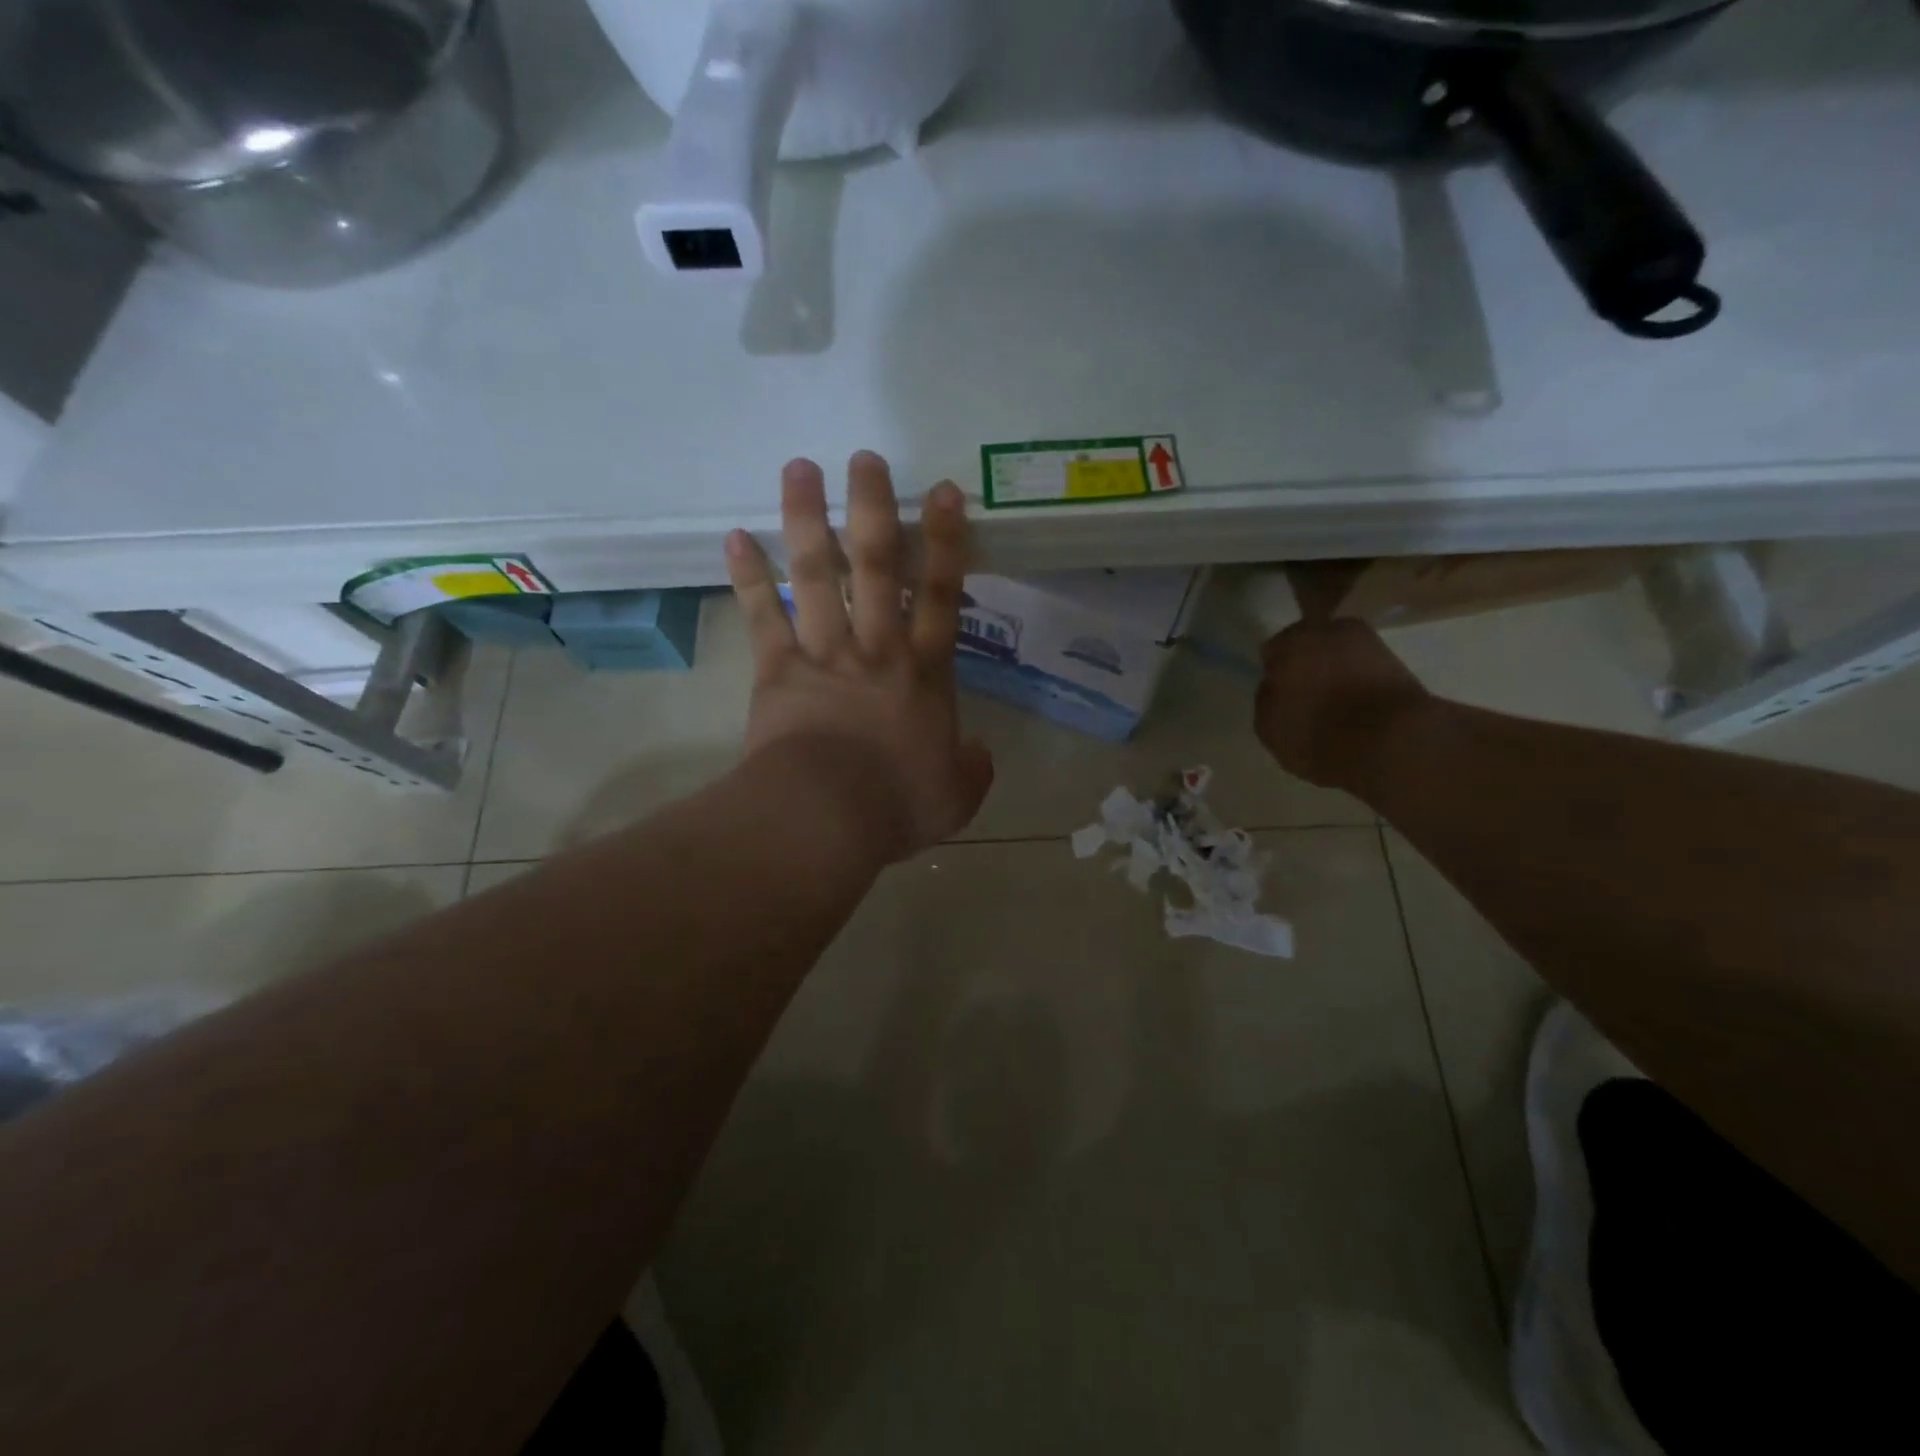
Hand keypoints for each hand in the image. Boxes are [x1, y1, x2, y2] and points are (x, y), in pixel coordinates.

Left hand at [726, 453, 994, 863]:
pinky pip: (763, 615)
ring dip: (809, 519)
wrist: (826, 817)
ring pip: (819, 574)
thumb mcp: (957, 797)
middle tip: (864, 458)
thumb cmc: (897, 805)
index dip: (945, 542)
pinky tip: (735, 537)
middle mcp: (877, 648)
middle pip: (878, 566)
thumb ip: (974, 770)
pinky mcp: (778, 669)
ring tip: (799, 467)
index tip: (942, 492)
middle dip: (873, 508)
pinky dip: (749, 577)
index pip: (943, 595)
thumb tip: (979, 754)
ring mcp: (824, 653)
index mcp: (924, 674)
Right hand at [1255, 619, 1431, 791]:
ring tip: (1333, 703)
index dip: (1274, 672)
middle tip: (1304, 696)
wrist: (1394, 743)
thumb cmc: (1319, 733)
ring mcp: (1369, 643)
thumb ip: (1266, 700)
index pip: (1273, 651)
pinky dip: (1358, 681)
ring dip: (1334, 671)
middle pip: (1309, 645)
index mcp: (1292, 642)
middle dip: (1306, 664)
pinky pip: (1364, 669)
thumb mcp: (1270, 728)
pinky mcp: (1398, 661)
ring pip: (1339, 655)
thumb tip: (1274, 686)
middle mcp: (1330, 630)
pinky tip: (1356, 706)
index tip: (1278, 694)